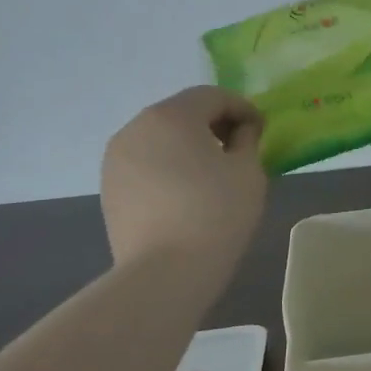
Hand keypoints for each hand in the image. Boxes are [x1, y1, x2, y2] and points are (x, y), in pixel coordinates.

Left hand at [101, 87, 267, 273]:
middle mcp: (136, 127)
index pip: (213, 96)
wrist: (164, 274)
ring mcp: (116, 158)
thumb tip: (240, 131)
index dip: (243, 109)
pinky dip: (168, 167)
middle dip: (213, 125)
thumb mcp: (248, 171)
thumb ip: (247, 139)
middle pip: (182, 113)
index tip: (261, 132)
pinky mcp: (109, 187)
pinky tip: (186, 194)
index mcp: (171, 115)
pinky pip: (146, 163)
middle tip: (239, 150)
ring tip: (212, 174)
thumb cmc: (215, 214)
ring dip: (188, 146)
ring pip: (161, 138)